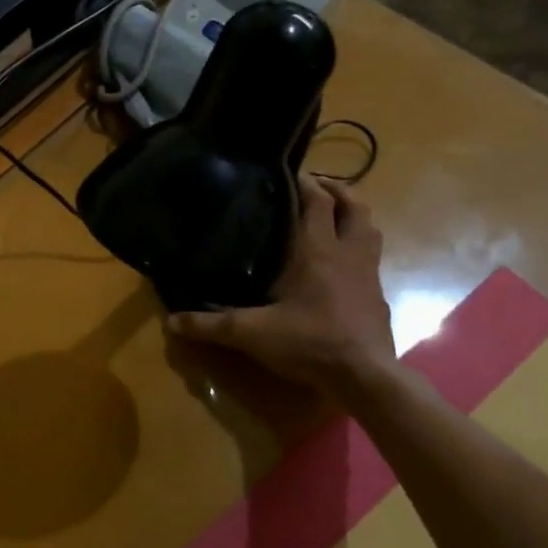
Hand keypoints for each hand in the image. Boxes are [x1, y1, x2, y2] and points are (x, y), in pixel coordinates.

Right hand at [168, 174, 394, 399]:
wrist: (364, 376)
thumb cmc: (310, 341)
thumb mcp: (251, 333)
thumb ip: (211, 325)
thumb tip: (170, 321)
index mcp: (317, 250)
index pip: (318, 201)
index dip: (306, 181)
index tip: (287, 171)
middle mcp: (347, 253)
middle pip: (354, 206)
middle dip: (337, 190)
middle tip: (314, 186)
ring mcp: (367, 273)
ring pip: (370, 229)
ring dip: (353, 215)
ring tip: (331, 216)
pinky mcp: (378, 296)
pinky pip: (370, 258)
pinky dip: (357, 249)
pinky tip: (339, 264)